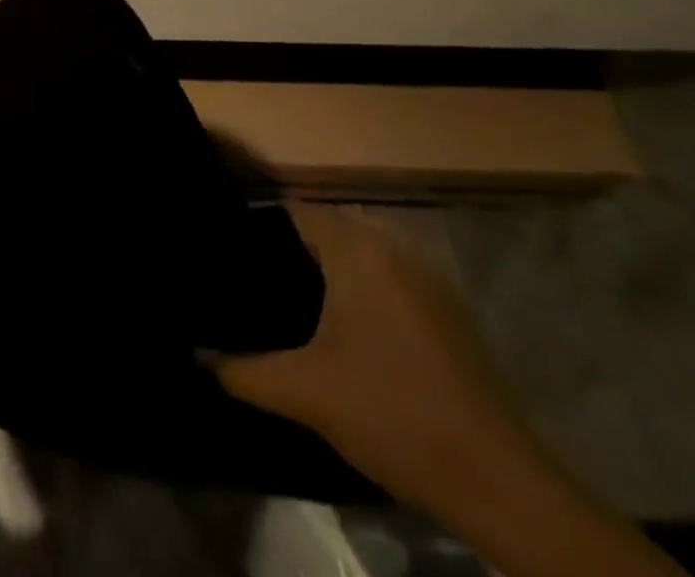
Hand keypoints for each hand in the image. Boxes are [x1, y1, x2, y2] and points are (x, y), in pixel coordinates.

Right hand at [210, 204, 532, 517]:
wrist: (496, 482)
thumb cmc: (390, 413)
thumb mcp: (304, 392)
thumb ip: (243, 370)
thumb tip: (198, 356)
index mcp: (358, 251)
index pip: (298, 211)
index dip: (260, 226)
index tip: (228, 251)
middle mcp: (394, 250)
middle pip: (328, 231)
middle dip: (289, 251)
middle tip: (249, 281)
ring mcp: (427, 281)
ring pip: (359, 257)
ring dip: (325, 272)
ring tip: (284, 303)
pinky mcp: (446, 314)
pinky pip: (386, 281)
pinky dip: (357, 291)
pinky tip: (337, 331)